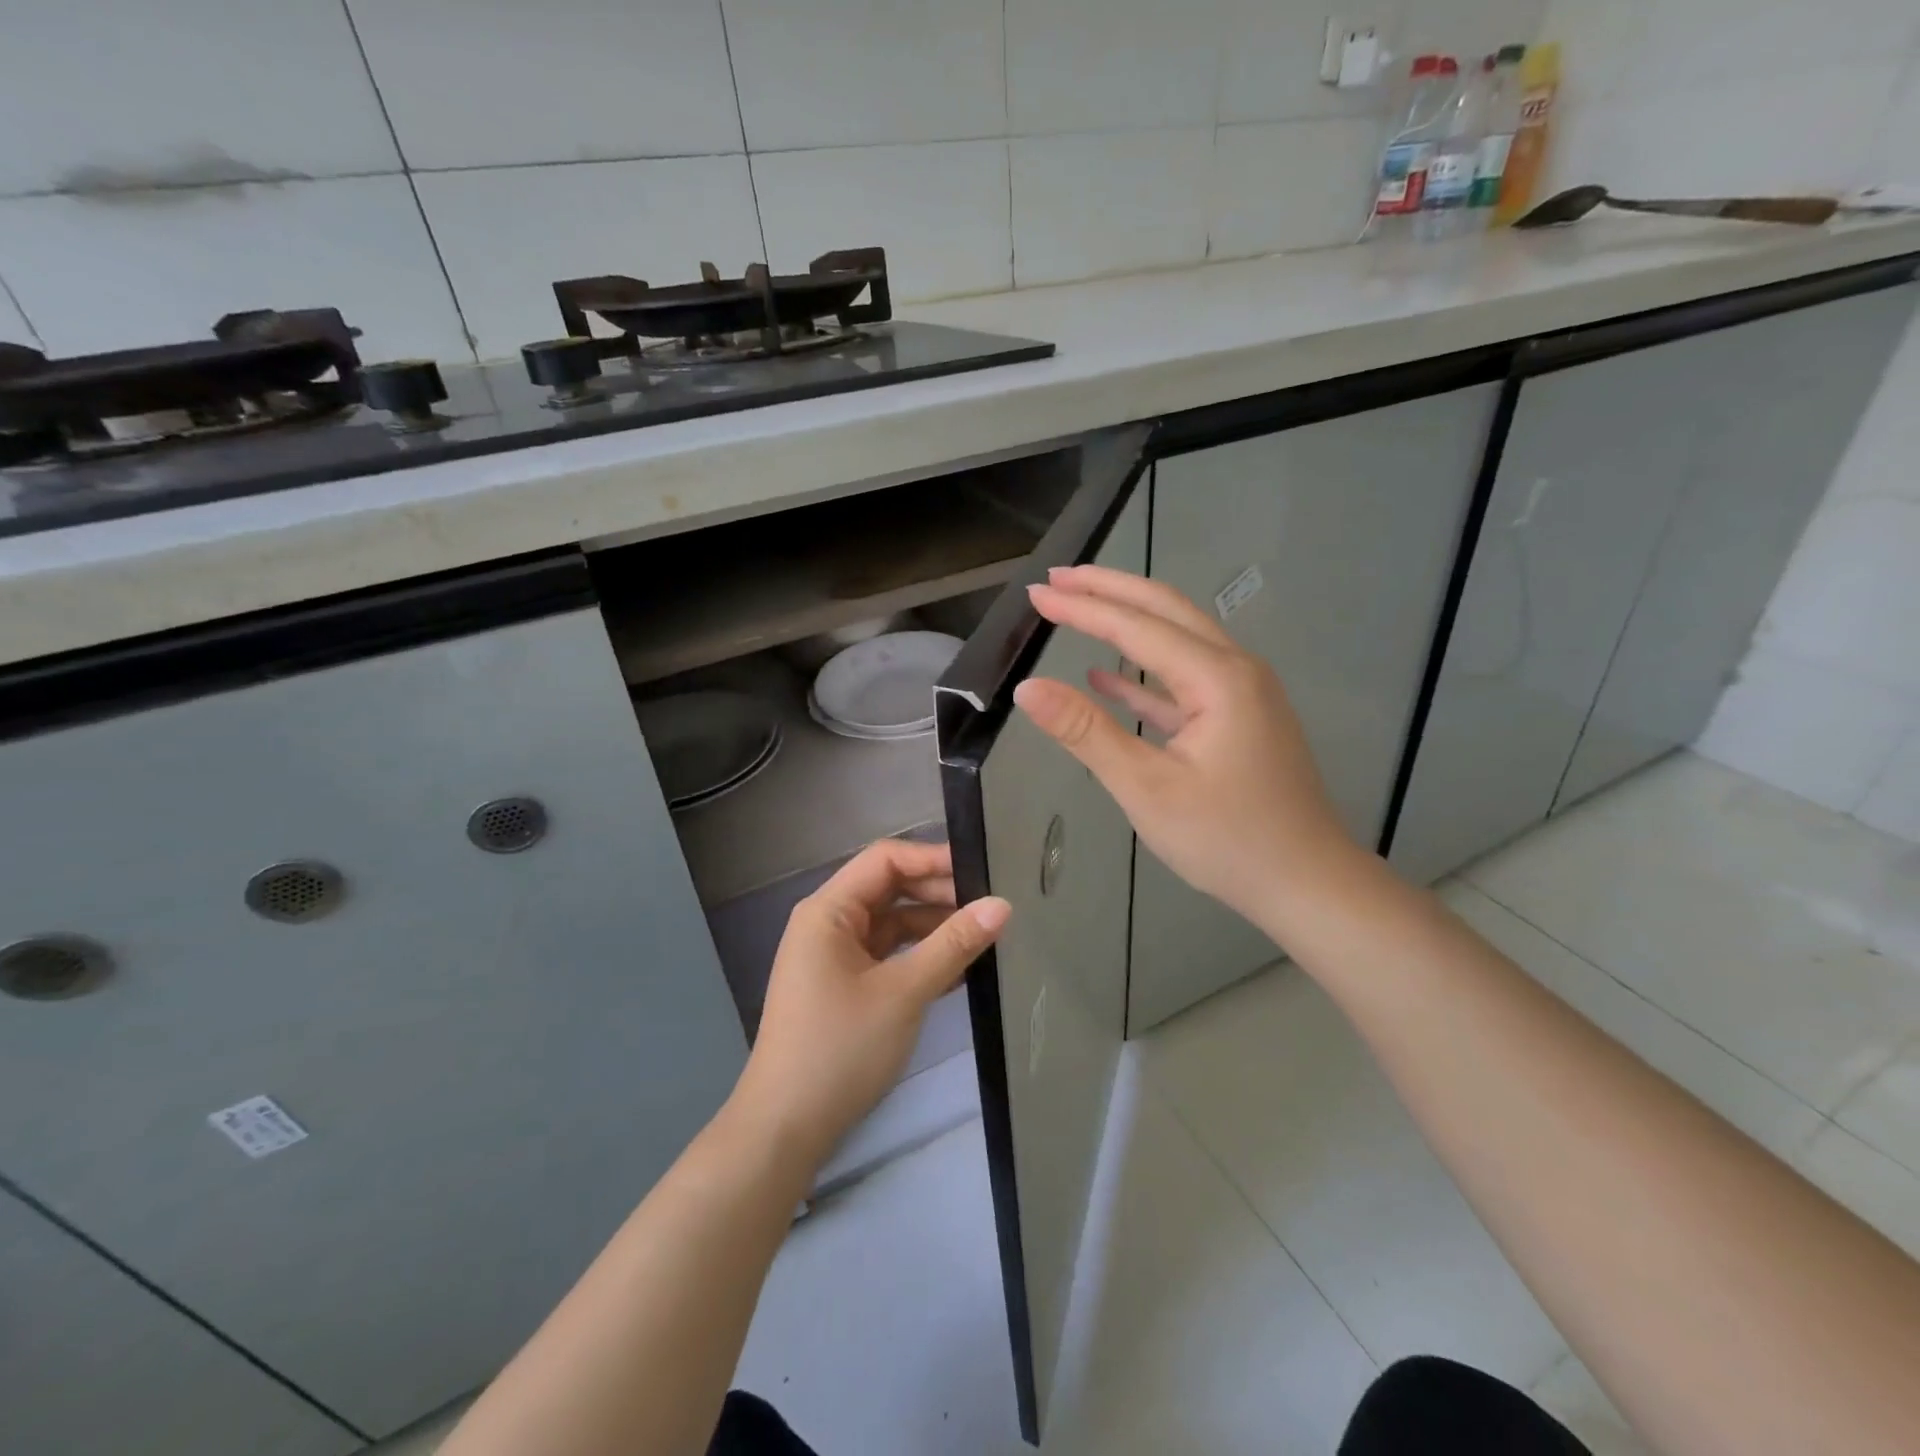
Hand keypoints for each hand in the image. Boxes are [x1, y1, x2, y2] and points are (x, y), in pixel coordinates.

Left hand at [731, 840, 1010, 1169]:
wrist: (786, 1128)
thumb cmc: (840, 1048)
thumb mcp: (903, 992)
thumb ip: (953, 944)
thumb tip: (1002, 904)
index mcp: (828, 910)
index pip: (885, 860)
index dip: (932, 859)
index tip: (982, 871)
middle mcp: (828, 924)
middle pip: (889, 889)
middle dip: (938, 894)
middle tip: (990, 907)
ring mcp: (834, 957)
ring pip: (891, 924)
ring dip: (933, 928)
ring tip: (983, 936)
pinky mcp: (844, 986)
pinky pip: (887, 956)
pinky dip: (919, 957)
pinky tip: (959, 970)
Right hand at [1013, 565, 1362, 935]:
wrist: (1307, 884)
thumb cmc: (1226, 839)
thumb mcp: (1147, 788)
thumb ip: (1086, 732)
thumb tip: (1027, 687)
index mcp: (1217, 678)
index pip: (1137, 626)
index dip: (1083, 607)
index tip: (1036, 593)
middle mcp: (1235, 669)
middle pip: (1165, 610)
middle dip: (1109, 589)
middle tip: (1056, 579)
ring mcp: (1241, 693)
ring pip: (1176, 639)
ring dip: (1126, 622)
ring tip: (1078, 606)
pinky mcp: (1238, 718)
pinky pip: (1183, 680)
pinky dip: (1143, 673)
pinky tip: (1106, 676)